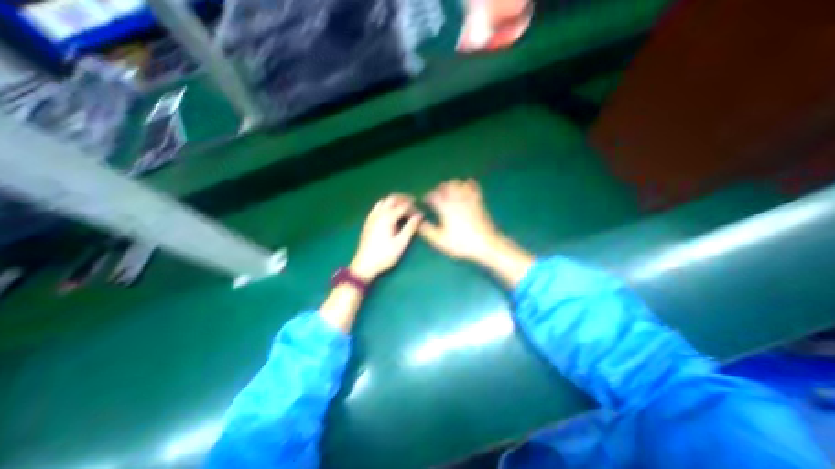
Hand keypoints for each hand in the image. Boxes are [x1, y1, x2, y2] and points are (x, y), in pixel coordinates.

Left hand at [351, 195, 420, 281]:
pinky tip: (390, 213)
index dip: (414, 208)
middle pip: (392, 198)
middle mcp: (379, 213)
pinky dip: (386, 205)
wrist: (364, 264)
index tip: (421, 214)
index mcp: (387, 217)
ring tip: (403, 207)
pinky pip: (377, 207)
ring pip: (384, 201)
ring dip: (394, 201)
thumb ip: (410, 228)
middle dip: (404, 199)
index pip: (403, 206)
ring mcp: (372, 216)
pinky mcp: (368, 221)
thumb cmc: (385, 255)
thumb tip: (419, 216)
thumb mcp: (401, 243)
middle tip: (414, 203)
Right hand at [422, 178, 504, 262]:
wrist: (486, 243)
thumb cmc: (461, 243)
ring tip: (448, 192)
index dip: (427, 196)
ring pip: (458, 183)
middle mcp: (456, 200)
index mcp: (445, 208)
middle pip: (445, 186)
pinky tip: (465, 187)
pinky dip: (467, 184)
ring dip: (451, 185)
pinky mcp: (478, 201)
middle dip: (438, 189)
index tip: (425, 200)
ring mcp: (469, 199)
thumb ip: (427, 230)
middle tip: (436, 196)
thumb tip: (419, 222)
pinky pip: (473, 187)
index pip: (433, 195)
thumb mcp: (440, 241)